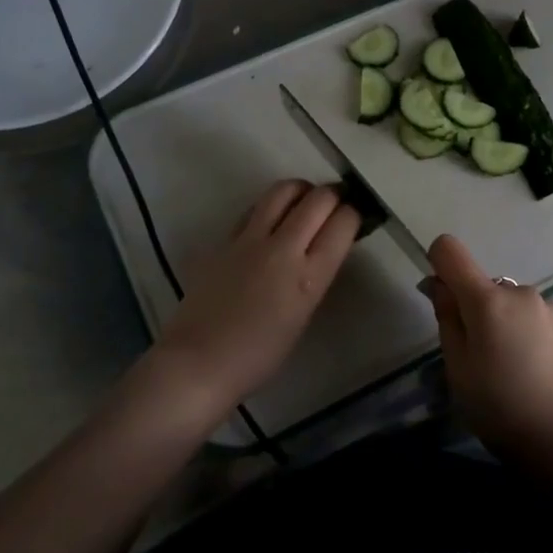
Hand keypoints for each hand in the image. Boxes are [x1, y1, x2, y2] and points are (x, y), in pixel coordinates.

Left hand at [153, 180, 359, 411]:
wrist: (198, 362)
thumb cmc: (259, 355)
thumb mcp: (303, 315)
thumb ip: (315, 276)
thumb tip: (324, 248)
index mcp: (309, 277)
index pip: (343, 223)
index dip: (354, 214)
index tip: (354, 216)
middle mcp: (283, 249)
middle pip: (318, 199)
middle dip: (333, 195)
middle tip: (336, 203)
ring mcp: (250, 240)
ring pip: (283, 190)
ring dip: (301, 190)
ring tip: (305, 201)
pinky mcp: (224, 239)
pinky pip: (255, 207)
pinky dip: (271, 205)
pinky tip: (271, 218)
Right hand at [424, 234, 552, 467]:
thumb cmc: (501, 407)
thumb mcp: (458, 369)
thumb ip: (447, 318)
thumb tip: (438, 284)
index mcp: (487, 299)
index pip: (450, 250)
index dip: (438, 265)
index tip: (441, 299)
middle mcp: (521, 293)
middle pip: (485, 287)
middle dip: (476, 311)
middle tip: (479, 359)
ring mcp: (551, 310)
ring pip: (514, 306)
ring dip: (506, 326)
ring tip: (512, 373)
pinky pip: (538, 323)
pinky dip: (530, 339)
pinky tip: (537, 377)